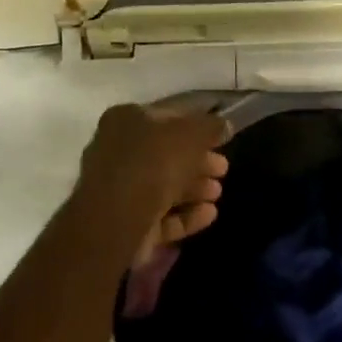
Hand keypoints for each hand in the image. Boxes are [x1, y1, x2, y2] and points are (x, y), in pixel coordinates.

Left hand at [76, 104, 229, 264]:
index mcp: (125, 120)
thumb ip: (210, 127)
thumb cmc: (154, 163)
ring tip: (217, 193)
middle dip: (198, 163)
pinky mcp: (126, 223)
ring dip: (195, 189)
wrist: (119, 218)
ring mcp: (119, 190)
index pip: (166, 118)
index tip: (220, 140)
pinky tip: (209, 214)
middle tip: (223, 169)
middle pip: (166, 155)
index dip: (196, 127)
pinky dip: (186, 214)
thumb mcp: (191, 134)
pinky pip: (161, 215)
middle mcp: (117, 151)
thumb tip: (224, 126)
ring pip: (164, 186)